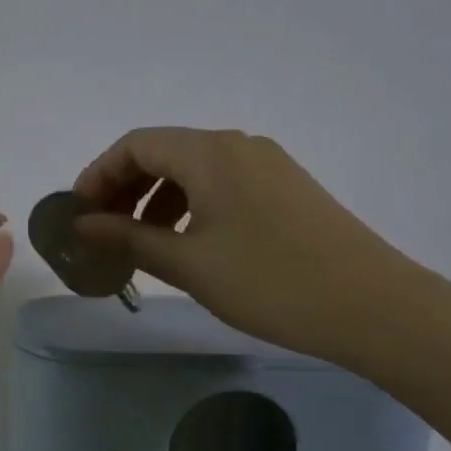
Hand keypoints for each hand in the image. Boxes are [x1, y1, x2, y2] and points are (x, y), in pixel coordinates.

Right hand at [72, 127, 415, 363]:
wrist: (371, 305)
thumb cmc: (268, 282)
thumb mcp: (188, 263)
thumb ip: (129, 237)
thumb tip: (83, 224)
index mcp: (211, 153)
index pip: (136, 144)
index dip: (99, 174)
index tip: (79, 213)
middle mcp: (239, 146)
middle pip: (164, 151)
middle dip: (125, 186)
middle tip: (103, 229)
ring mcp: (267, 165)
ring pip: (194, 168)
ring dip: (156, 197)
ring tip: (141, 241)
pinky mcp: (286, 188)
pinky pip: (222, 182)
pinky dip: (190, 203)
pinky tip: (186, 242)